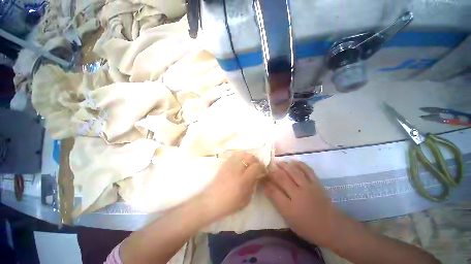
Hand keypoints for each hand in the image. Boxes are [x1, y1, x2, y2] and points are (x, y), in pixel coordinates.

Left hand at [200, 151, 265, 219]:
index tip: (262, 171)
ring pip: (242, 153)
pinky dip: (240, 156)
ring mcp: (229, 165)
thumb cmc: (229, 204)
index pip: (256, 166)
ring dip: (248, 157)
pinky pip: (234, 155)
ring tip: (248, 163)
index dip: (262, 167)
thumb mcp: (246, 200)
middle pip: (250, 157)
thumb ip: (253, 185)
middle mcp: (237, 170)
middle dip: (256, 161)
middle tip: (256, 167)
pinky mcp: (224, 164)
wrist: (211, 201)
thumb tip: (257, 176)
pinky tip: (240, 162)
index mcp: (243, 180)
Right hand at [263, 160, 339, 245]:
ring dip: (284, 165)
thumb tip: (268, 189)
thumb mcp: (289, 220)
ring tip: (278, 162)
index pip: (273, 192)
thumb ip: (278, 203)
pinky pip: (307, 170)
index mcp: (290, 208)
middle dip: (272, 172)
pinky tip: (294, 161)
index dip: (265, 183)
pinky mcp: (317, 183)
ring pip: (293, 172)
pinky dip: (300, 164)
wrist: (333, 227)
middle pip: (281, 178)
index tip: (262, 177)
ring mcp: (308, 188)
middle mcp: (298, 195)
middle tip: (268, 167)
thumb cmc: (308, 227)